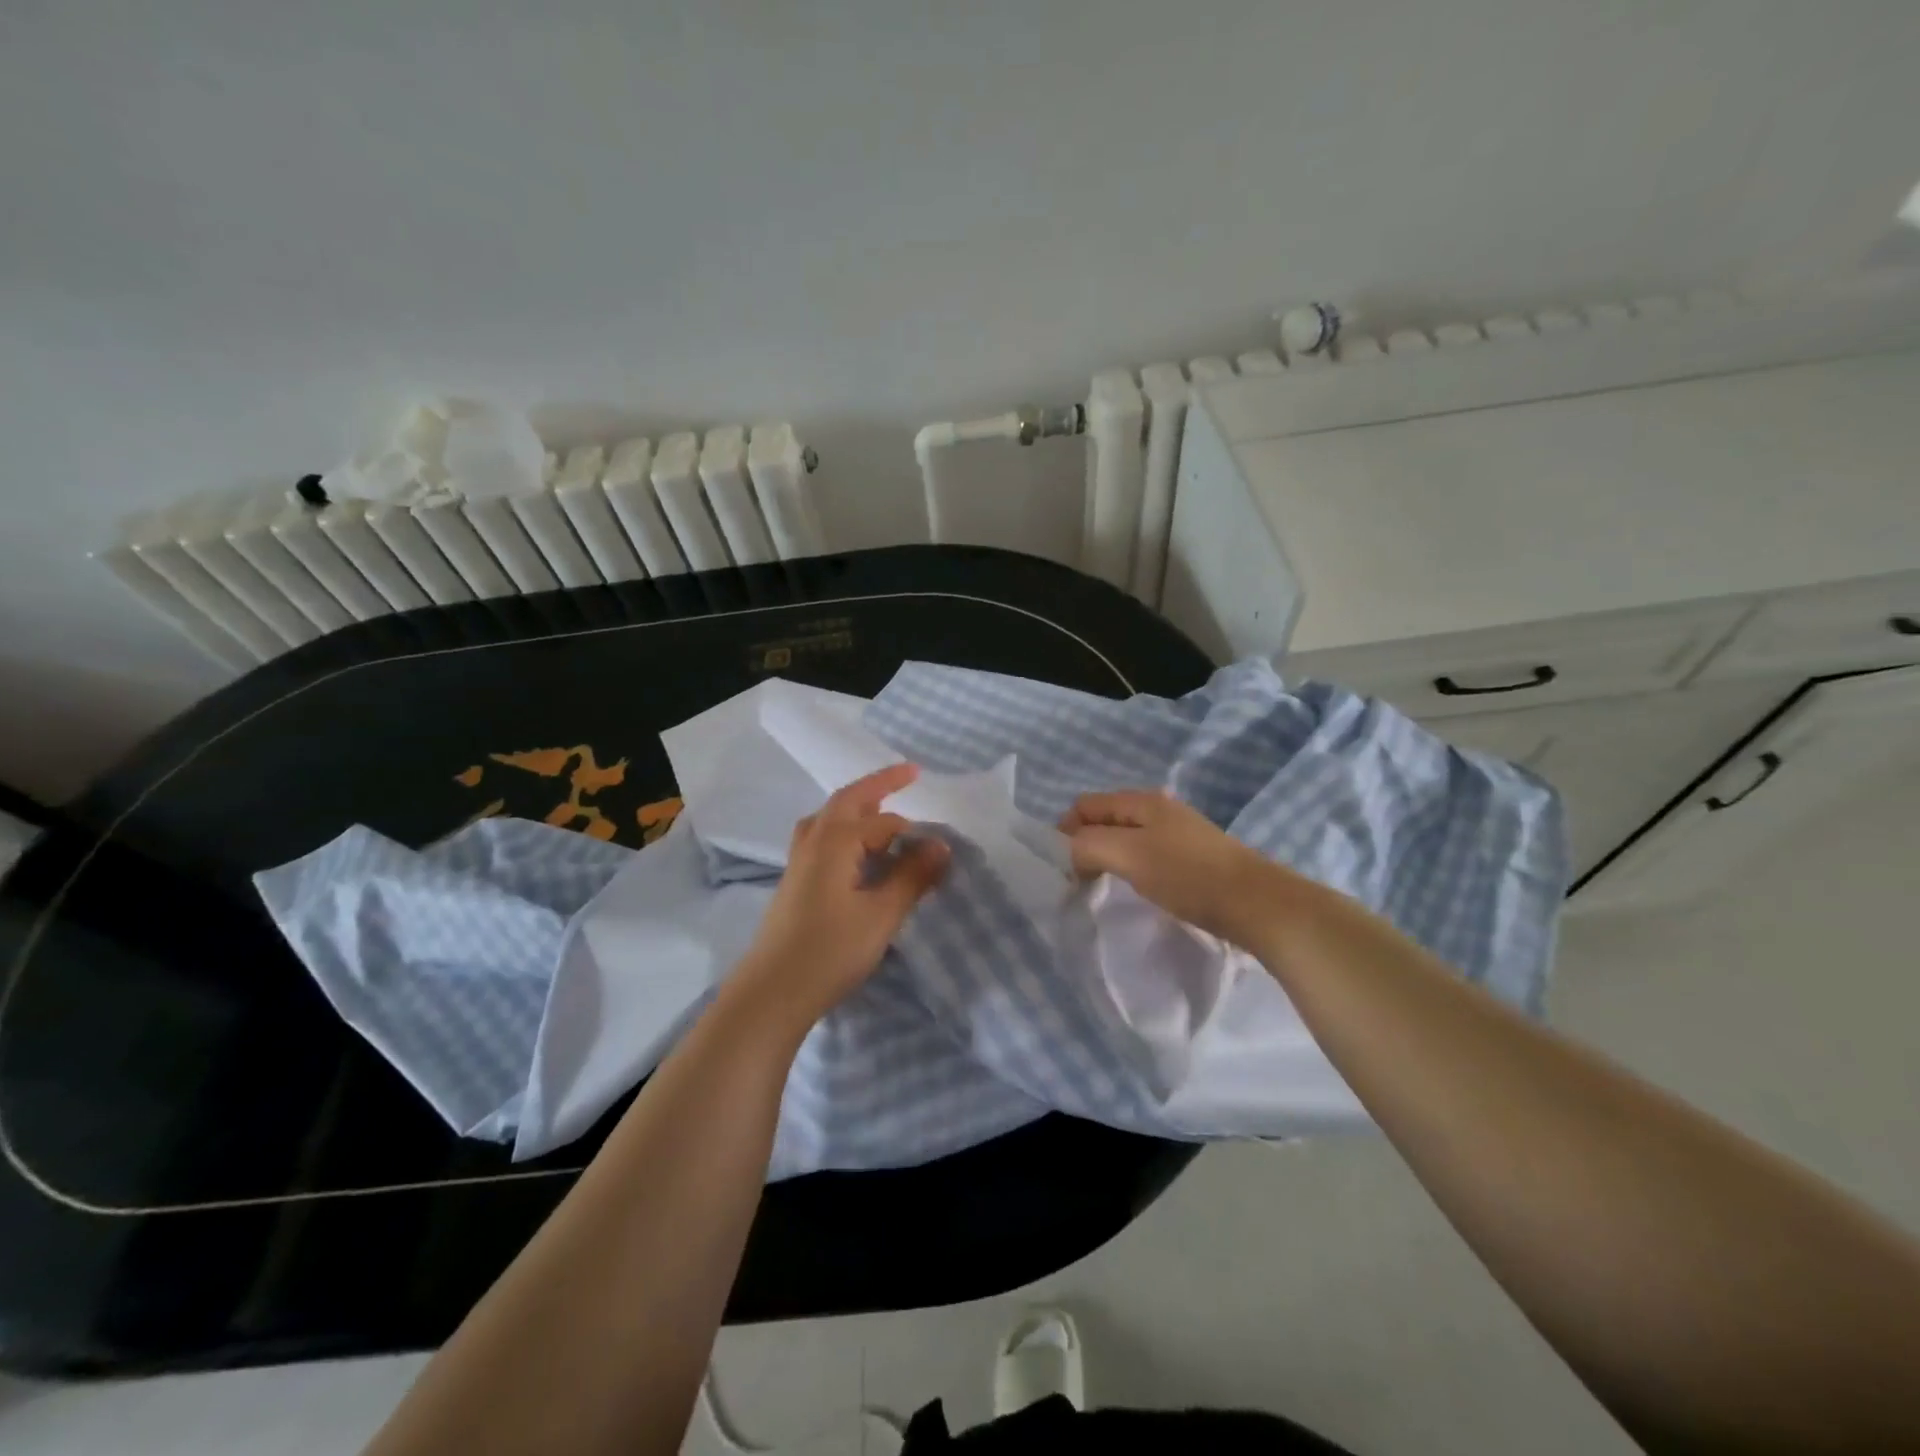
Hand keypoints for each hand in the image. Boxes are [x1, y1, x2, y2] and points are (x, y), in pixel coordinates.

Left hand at [730, 763, 948, 1031]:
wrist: (771, 992)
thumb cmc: (830, 951)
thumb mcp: (881, 915)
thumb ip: (912, 877)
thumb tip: (941, 845)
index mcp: (836, 840)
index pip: (884, 822)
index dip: (916, 833)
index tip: (943, 850)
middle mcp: (814, 840)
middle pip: (847, 800)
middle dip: (879, 785)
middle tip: (909, 774)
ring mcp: (799, 861)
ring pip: (829, 818)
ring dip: (856, 806)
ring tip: (879, 808)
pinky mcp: (794, 881)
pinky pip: (821, 837)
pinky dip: (843, 829)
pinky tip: (854, 852)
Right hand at [1060, 789, 1305, 948]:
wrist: (1257, 904)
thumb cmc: (1188, 875)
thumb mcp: (1130, 855)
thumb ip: (1089, 845)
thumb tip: (1070, 850)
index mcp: (1142, 801)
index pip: (1085, 804)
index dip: (1065, 830)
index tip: (1064, 867)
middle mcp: (1158, 809)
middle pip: (1105, 819)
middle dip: (1085, 844)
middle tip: (1079, 879)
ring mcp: (1178, 833)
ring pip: (1125, 838)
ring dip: (1108, 858)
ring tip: (1104, 887)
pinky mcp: (1192, 858)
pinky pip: (1146, 855)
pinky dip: (1131, 869)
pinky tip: (1139, 889)